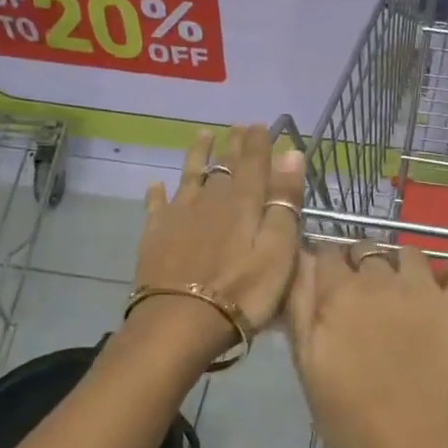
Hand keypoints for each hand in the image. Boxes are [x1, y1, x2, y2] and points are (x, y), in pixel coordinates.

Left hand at [130, 125, 304, 359]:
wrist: (179, 322)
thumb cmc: (242, 292)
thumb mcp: (278, 250)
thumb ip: (284, 201)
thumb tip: (291, 152)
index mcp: (244, 203)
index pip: (254, 164)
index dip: (258, 143)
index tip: (260, 124)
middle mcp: (211, 200)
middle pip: (224, 166)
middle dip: (233, 145)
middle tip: (237, 126)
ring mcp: (179, 216)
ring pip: (190, 176)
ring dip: (197, 155)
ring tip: (202, 135)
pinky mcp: (155, 236)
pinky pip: (157, 206)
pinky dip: (158, 193)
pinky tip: (156, 185)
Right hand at [286, 241, 447, 447]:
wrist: (407, 444)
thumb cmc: (346, 411)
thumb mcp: (305, 360)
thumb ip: (299, 306)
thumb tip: (299, 262)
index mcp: (339, 291)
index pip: (328, 252)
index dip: (325, 263)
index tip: (327, 282)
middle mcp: (381, 278)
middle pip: (367, 249)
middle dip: (360, 264)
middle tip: (362, 295)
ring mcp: (425, 289)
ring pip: (410, 254)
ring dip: (401, 266)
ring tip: (402, 293)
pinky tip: (446, 285)